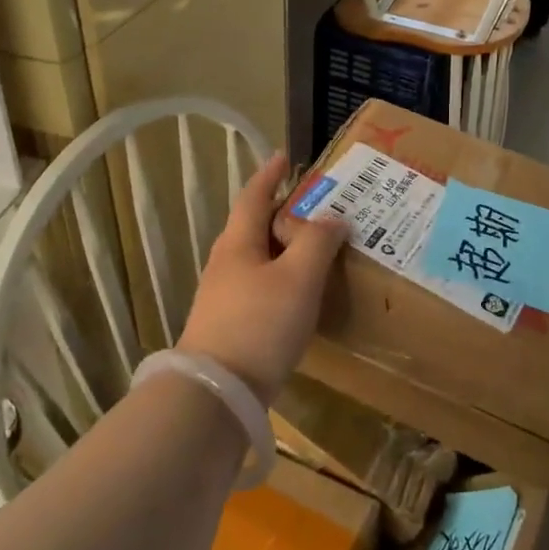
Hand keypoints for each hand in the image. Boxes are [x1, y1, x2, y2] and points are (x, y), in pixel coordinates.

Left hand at [177, 152, 347, 404]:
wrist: (216, 394)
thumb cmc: (259, 324)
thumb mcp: (298, 278)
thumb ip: (317, 243)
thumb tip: (332, 218)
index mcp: (237, 242)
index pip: (254, 196)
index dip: (270, 174)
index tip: (285, 156)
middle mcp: (225, 263)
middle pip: (254, 226)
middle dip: (282, 212)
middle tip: (316, 206)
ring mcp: (223, 296)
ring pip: (257, 258)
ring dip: (283, 247)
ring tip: (314, 249)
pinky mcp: (229, 325)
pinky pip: (259, 286)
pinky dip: (281, 277)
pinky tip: (299, 294)